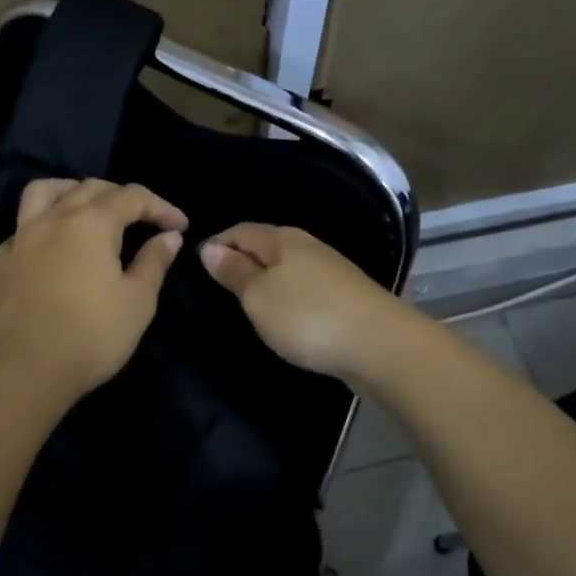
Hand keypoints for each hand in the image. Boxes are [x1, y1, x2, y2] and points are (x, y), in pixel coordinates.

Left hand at [0, 179, 188, 402]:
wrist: (22, 370)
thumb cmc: (90, 335)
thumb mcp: (137, 302)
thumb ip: (154, 262)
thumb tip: (169, 236)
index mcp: (93, 222)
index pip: (133, 197)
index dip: (161, 207)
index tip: (181, 225)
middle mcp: (56, 217)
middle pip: (91, 187)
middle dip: (122, 196)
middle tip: (143, 219)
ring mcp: (22, 236)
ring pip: (46, 191)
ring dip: (72, 190)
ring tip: (88, 206)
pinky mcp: (2, 260)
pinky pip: (24, 225)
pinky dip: (44, 222)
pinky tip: (53, 244)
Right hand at [200, 223, 411, 384]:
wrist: (380, 345)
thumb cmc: (308, 316)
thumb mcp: (259, 295)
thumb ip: (234, 271)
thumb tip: (209, 247)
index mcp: (282, 239)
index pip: (240, 230)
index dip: (216, 243)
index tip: (195, 264)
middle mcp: (307, 246)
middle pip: (265, 245)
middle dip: (241, 259)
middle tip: (216, 285)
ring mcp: (330, 271)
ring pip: (287, 267)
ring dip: (265, 279)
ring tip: (245, 302)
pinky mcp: (345, 297)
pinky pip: (304, 288)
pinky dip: (287, 297)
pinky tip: (283, 315)